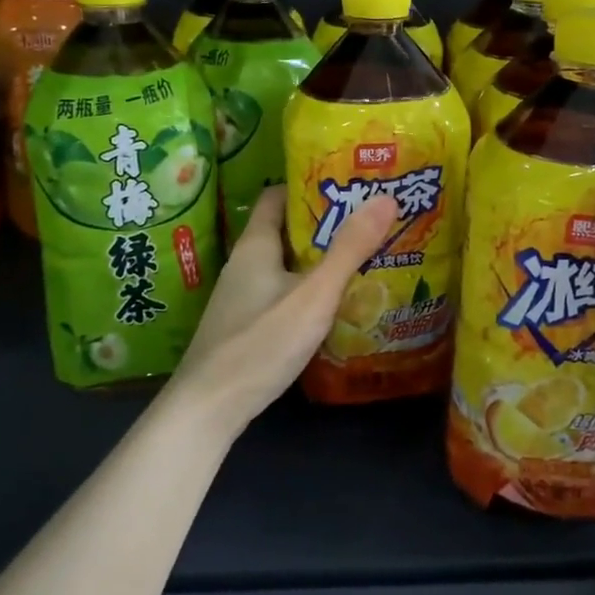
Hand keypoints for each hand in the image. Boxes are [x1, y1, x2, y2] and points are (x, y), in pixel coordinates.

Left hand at [167, 186, 398, 434]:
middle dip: (323, 225)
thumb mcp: (314, 294)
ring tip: (361, 259)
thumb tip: (385, 197)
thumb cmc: (261, 342)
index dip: (308, 187)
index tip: (347, 187)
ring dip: (317, 260)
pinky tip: (333, 305)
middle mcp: (245, 264)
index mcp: (255, 245)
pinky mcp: (245, 325)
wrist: (209, 408)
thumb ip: (349, 249)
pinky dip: (306, 289)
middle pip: (284, 230)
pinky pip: (281, 292)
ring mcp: (242, 297)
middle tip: (367, 223)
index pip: (276, 196)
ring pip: (284, 265)